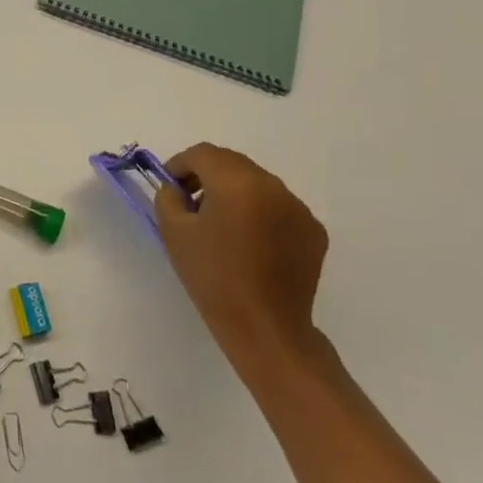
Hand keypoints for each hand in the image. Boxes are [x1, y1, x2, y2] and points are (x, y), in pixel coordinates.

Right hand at [156, 143, 327, 366]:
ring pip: (257, 184)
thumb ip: (168, 198)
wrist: (265, 328)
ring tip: (221, 224)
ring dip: (235, 193)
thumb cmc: (213, 276)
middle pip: (232, 164)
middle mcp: (273, 186)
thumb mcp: (174, 232)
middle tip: (190, 201)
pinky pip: (279, 207)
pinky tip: (250, 242)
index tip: (169, 186)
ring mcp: (298, 208)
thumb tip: (177, 189)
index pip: (203, 154)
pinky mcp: (313, 231)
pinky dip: (260, 213)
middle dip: (207, 175)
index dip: (180, 164)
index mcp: (237, 182)